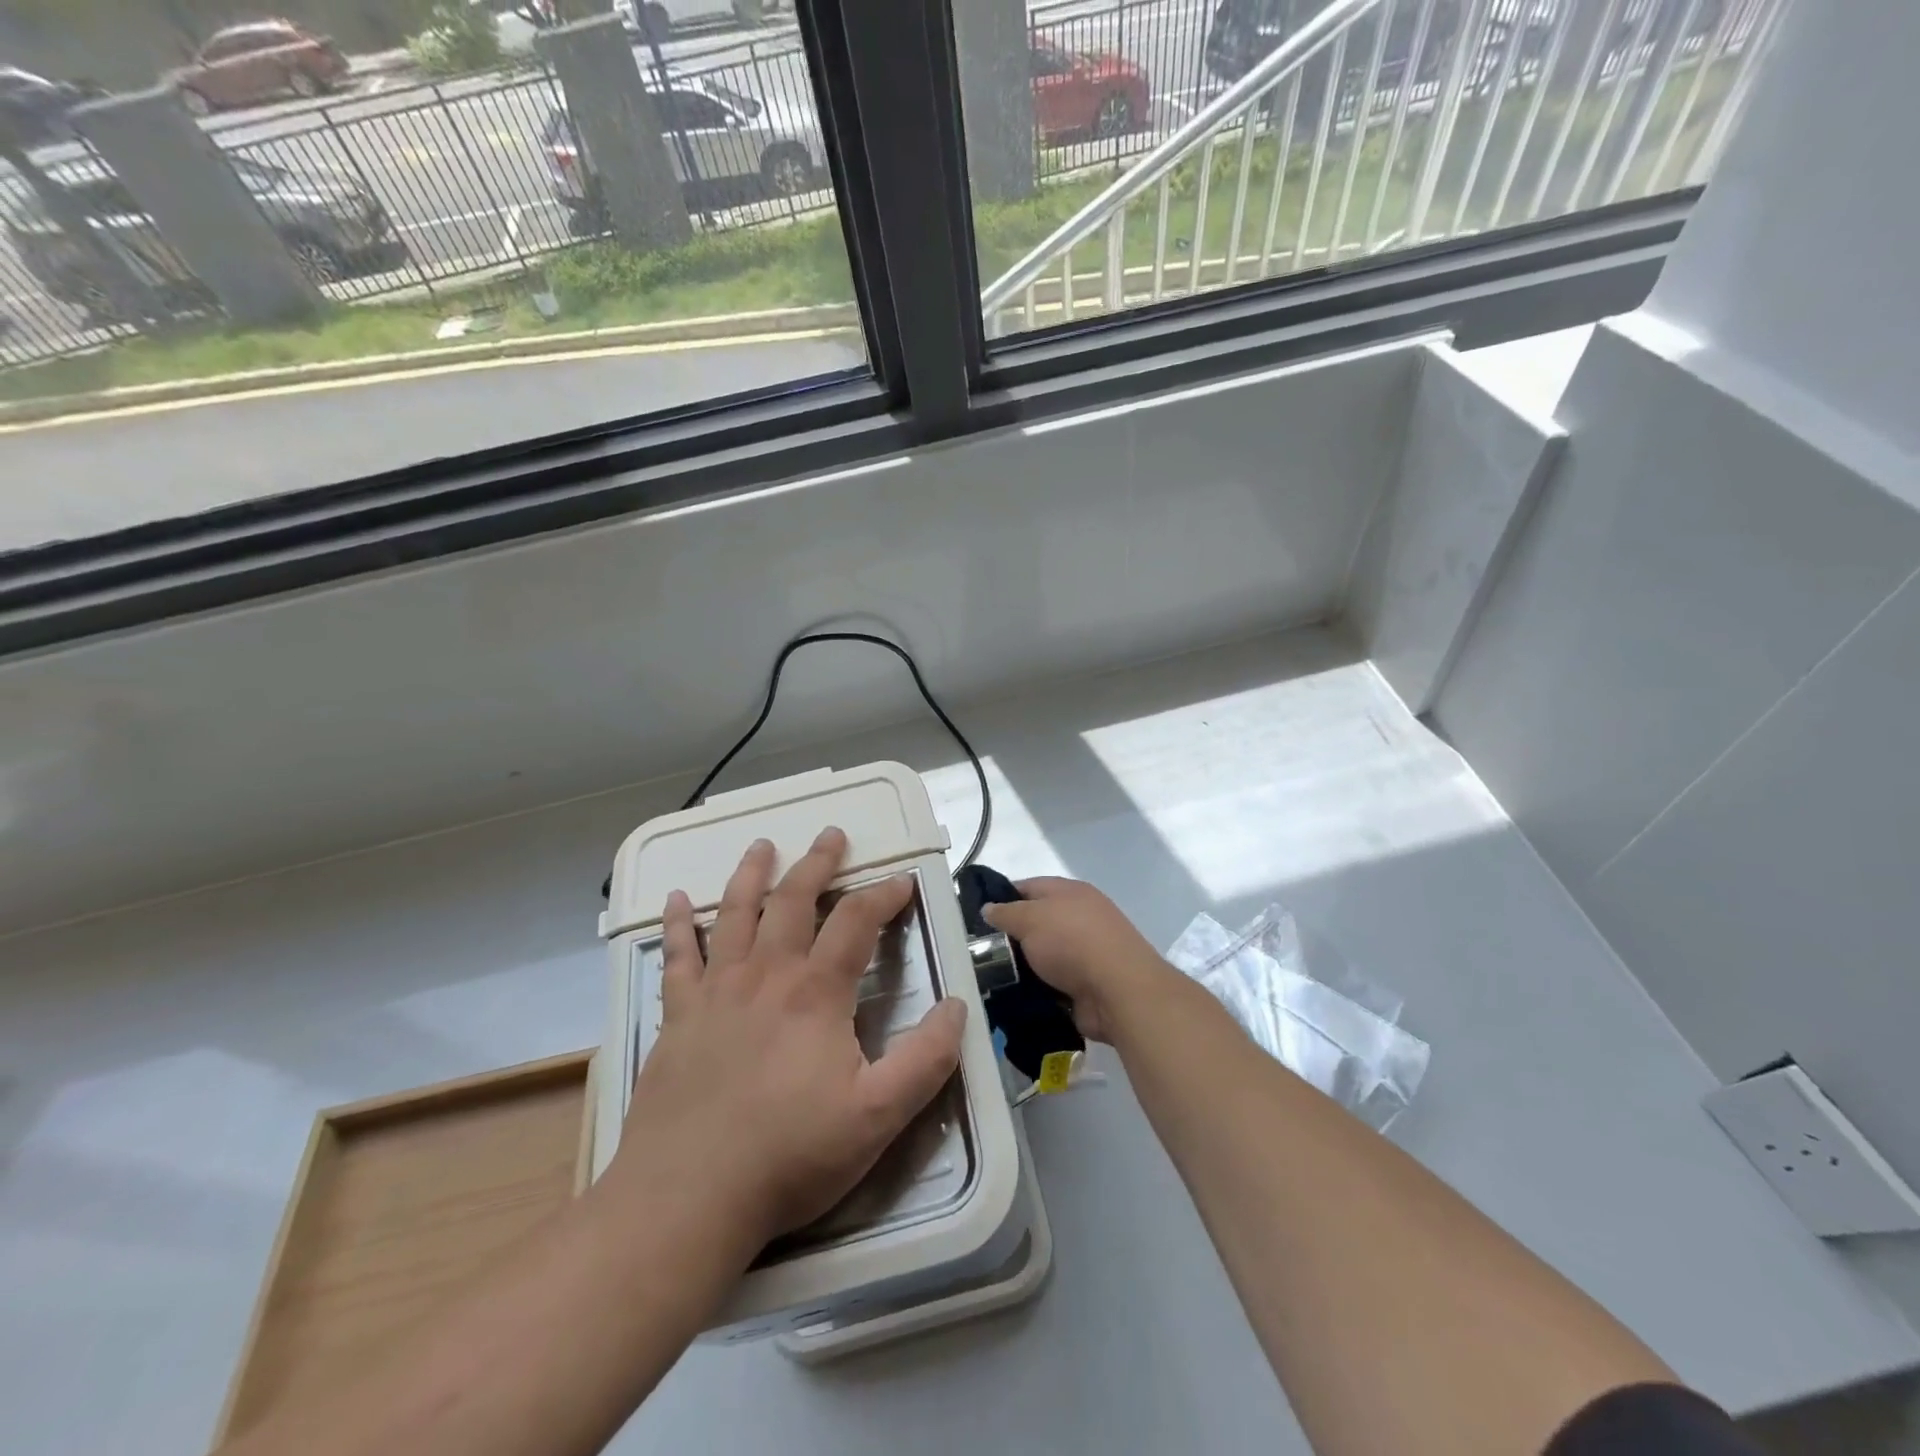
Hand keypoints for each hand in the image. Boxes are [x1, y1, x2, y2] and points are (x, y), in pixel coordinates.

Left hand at [610, 828, 966, 1252]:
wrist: (687, 1198)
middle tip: (831, 834)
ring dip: (751, 875)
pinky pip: (677, 958)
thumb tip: (958, 1006)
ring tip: (761, 845)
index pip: (857, 921)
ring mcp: (716, 992)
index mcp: (816, 992)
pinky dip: (677, 926)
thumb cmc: (790, 1155)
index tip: (903, 881)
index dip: (884, 895)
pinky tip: (673, 902)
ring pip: (735, 915)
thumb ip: (927, 1059)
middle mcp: (766, 975)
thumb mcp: (879, 1115)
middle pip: (794, 900)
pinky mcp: (678, 1018)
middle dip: (817, 863)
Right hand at [981, 877, 1172, 1043]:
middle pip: (1035, 922)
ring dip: (1021, 966)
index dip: (1001, 897)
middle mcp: (1079, 917)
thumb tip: (988, 908)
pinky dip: (1035, 989)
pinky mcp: (1086, 983)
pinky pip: (1051, 982)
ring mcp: (1085, 952)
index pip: (1027, 887)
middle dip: (1009, 936)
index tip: (976, 916)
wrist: (1118, 991)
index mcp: (1069, 892)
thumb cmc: (1072, 942)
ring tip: (988, 977)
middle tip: (978, 951)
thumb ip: (1006, 912)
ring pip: (1041, 955)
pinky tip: (1011, 997)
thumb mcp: (1030, 918)